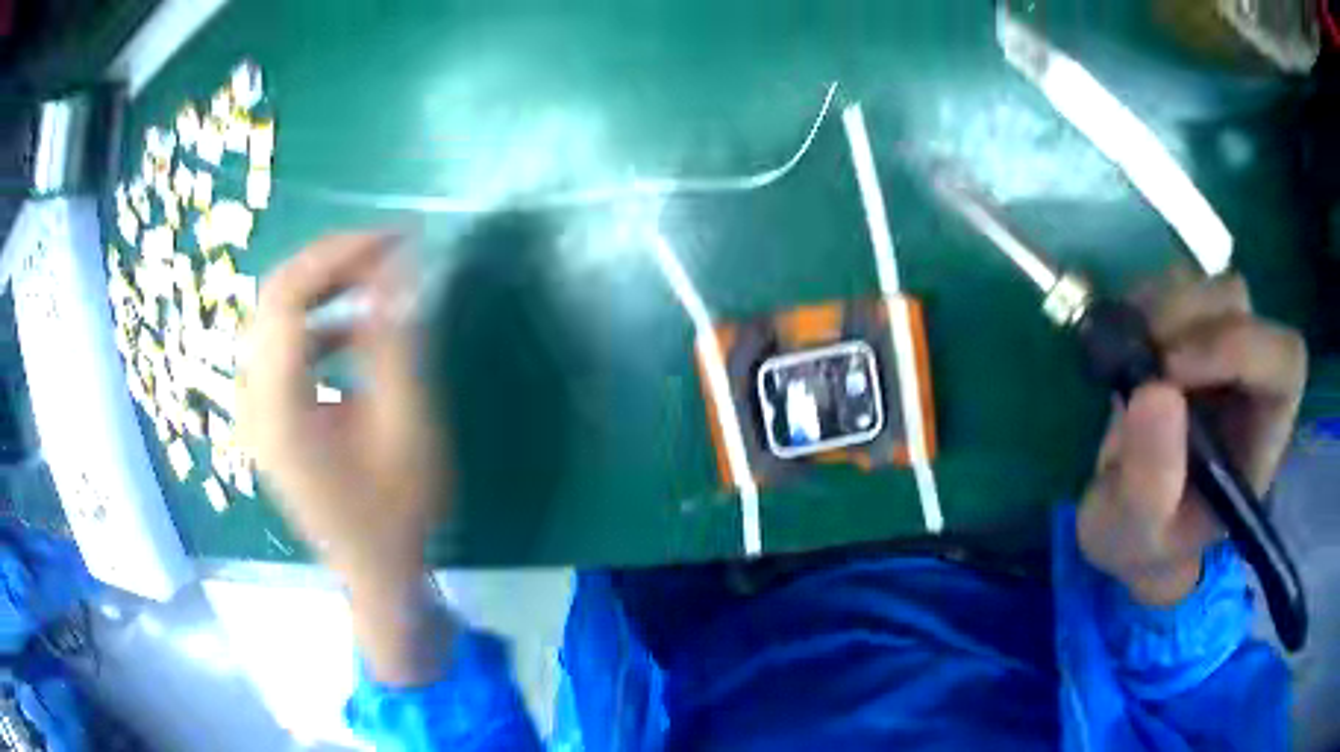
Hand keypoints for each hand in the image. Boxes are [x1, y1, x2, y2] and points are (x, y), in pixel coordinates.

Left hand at [239, 231, 447, 594]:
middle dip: (329, 263)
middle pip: (272, 300)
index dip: (335, 255)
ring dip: (321, 290)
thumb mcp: (407, 428)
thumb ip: (394, 344)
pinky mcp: (262, 415)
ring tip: (374, 280)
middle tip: (386, 252)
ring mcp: (251, 410)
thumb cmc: (396, 512)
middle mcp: (251, 402)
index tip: (392, 239)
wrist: (373, 571)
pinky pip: (277, 347)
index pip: (286, 299)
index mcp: (278, 410)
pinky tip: (353, 332)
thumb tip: (396, 267)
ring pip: (272, 319)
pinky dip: (314, 324)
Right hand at [1077, 273, 1305, 606]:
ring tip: (1126, 357)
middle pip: (1242, 306)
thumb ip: (1150, 486)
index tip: (1170, 372)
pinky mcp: (1186, 329)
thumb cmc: (1145, 542)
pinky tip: (1123, 343)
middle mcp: (1250, 377)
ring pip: (1207, 285)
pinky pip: (1172, 284)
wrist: (1128, 522)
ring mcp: (1219, 345)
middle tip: (1139, 361)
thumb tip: (1156, 392)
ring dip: (1162, 309)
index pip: (1284, 362)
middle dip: (1188, 324)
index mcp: (1262, 434)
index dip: (1238, 348)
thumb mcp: (1136, 537)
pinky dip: (1143, 301)